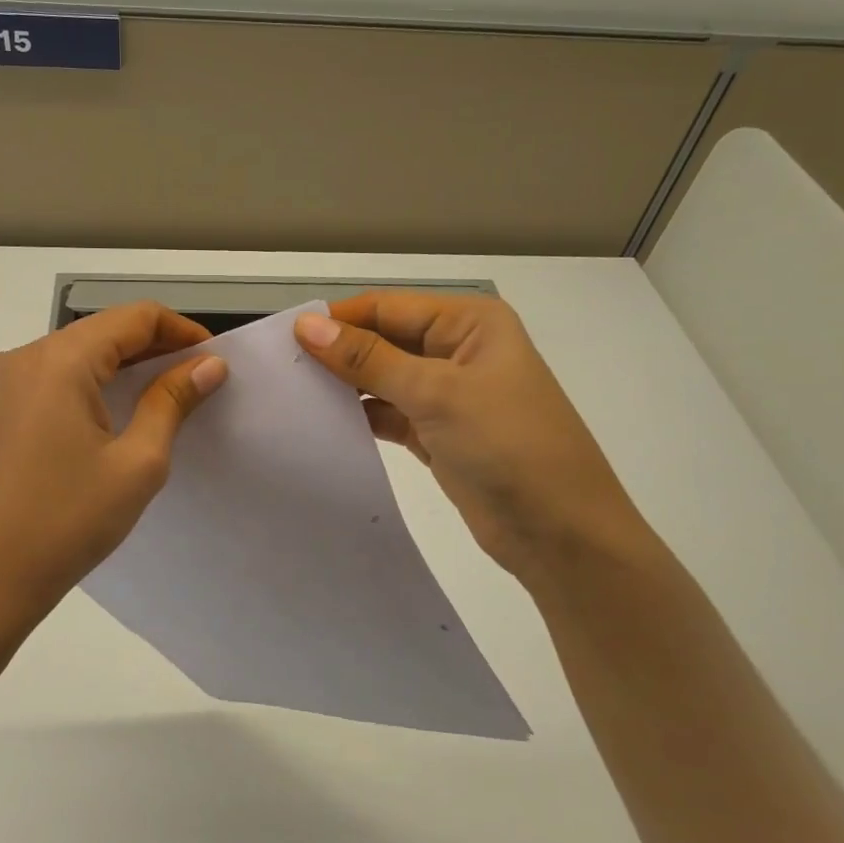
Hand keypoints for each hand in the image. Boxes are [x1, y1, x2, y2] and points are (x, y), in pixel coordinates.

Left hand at [0, 302, 227, 655]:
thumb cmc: (69, 521)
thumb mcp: (137, 462)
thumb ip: (172, 401)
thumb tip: (209, 365)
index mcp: (60, 360)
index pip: (134, 317)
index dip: (182, 331)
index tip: (215, 361)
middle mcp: (26, 357)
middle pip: (104, 330)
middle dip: (156, 347)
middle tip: (199, 380)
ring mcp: (5, 383)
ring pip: (80, 352)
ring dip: (125, 366)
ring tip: (167, 395)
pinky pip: (56, 377)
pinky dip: (95, 383)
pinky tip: (119, 412)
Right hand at [294, 292, 645, 578]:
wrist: (562, 535)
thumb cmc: (508, 446)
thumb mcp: (436, 394)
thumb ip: (368, 359)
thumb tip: (307, 326)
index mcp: (470, 323)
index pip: (388, 307)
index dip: (338, 320)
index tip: (284, 337)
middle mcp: (459, 350)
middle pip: (384, 340)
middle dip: (338, 353)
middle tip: (281, 368)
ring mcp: (449, 395)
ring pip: (383, 379)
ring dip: (346, 386)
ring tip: (293, 394)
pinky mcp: (439, 434)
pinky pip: (390, 414)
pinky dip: (361, 417)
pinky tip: (324, 423)